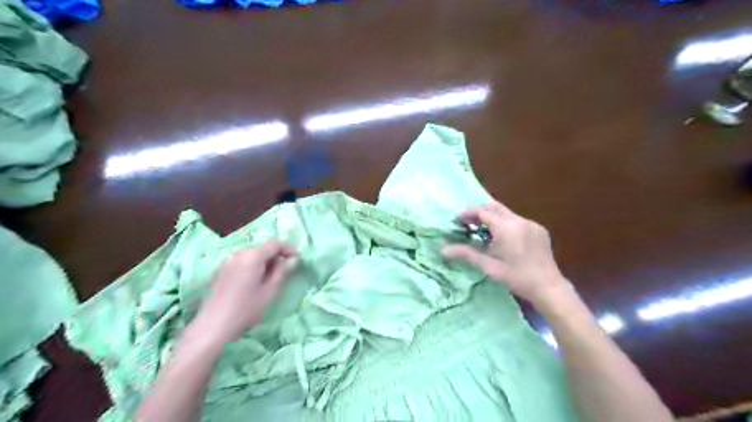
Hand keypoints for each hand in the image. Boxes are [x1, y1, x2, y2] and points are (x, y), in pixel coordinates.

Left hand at [192, 241, 299, 346]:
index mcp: (253, 256)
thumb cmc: (246, 309)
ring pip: (252, 255)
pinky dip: (252, 267)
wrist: (213, 326)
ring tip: (270, 278)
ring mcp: (227, 261)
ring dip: (264, 262)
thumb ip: (282, 271)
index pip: (275, 244)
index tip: (297, 259)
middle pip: (262, 248)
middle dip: (276, 256)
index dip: (288, 249)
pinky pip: (242, 262)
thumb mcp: (270, 291)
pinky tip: (253, 283)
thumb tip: (291, 259)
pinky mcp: (220, 270)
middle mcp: (239, 254)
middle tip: (285, 271)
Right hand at [442, 201, 569, 305]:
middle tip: (467, 223)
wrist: (548, 287)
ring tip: (482, 231)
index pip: (482, 212)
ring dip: (492, 217)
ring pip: (506, 213)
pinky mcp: (538, 230)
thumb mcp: (489, 266)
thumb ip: (466, 254)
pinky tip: (502, 238)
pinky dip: (505, 223)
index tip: (457, 221)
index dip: (468, 214)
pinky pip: (517, 220)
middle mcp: (519, 220)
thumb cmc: (516, 277)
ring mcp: (531, 224)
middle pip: (494, 207)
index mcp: (506, 227)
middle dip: (479, 212)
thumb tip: (443, 249)